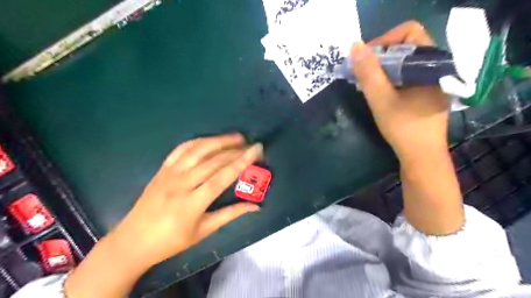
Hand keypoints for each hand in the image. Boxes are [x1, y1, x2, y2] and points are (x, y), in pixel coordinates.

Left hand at [111, 134, 262, 266]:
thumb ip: (230, 215)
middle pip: (213, 160)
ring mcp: (169, 174)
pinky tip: (210, 140)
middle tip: (251, 145)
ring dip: (219, 140)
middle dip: (235, 150)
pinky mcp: (162, 169)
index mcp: (193, 203)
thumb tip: (255, 207)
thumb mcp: (203, 231)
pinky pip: (181, 150)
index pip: (222, 177)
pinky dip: (198, 142)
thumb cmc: (171, 241)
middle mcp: (181, 183)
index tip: (256, 150)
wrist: (133, 241)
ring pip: (198, 150)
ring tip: (236, 137)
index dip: (242, 162)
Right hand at [352, 22, 448, 163]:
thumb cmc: (403, 128)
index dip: (384, 40)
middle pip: (406, 46)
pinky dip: (390, 79)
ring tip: (366, 83)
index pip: (409, 32)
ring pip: (405, 62)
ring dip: (383, 69)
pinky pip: (407, 75)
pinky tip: (378, 92)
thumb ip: (368, 72)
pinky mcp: (427, 92)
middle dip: (380, 57)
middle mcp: (436, 67)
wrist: (422, 157)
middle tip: (362, 73)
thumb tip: (354, 46)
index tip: (365, 59)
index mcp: (431, 63)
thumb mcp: (381, 99)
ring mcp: (433, 80)